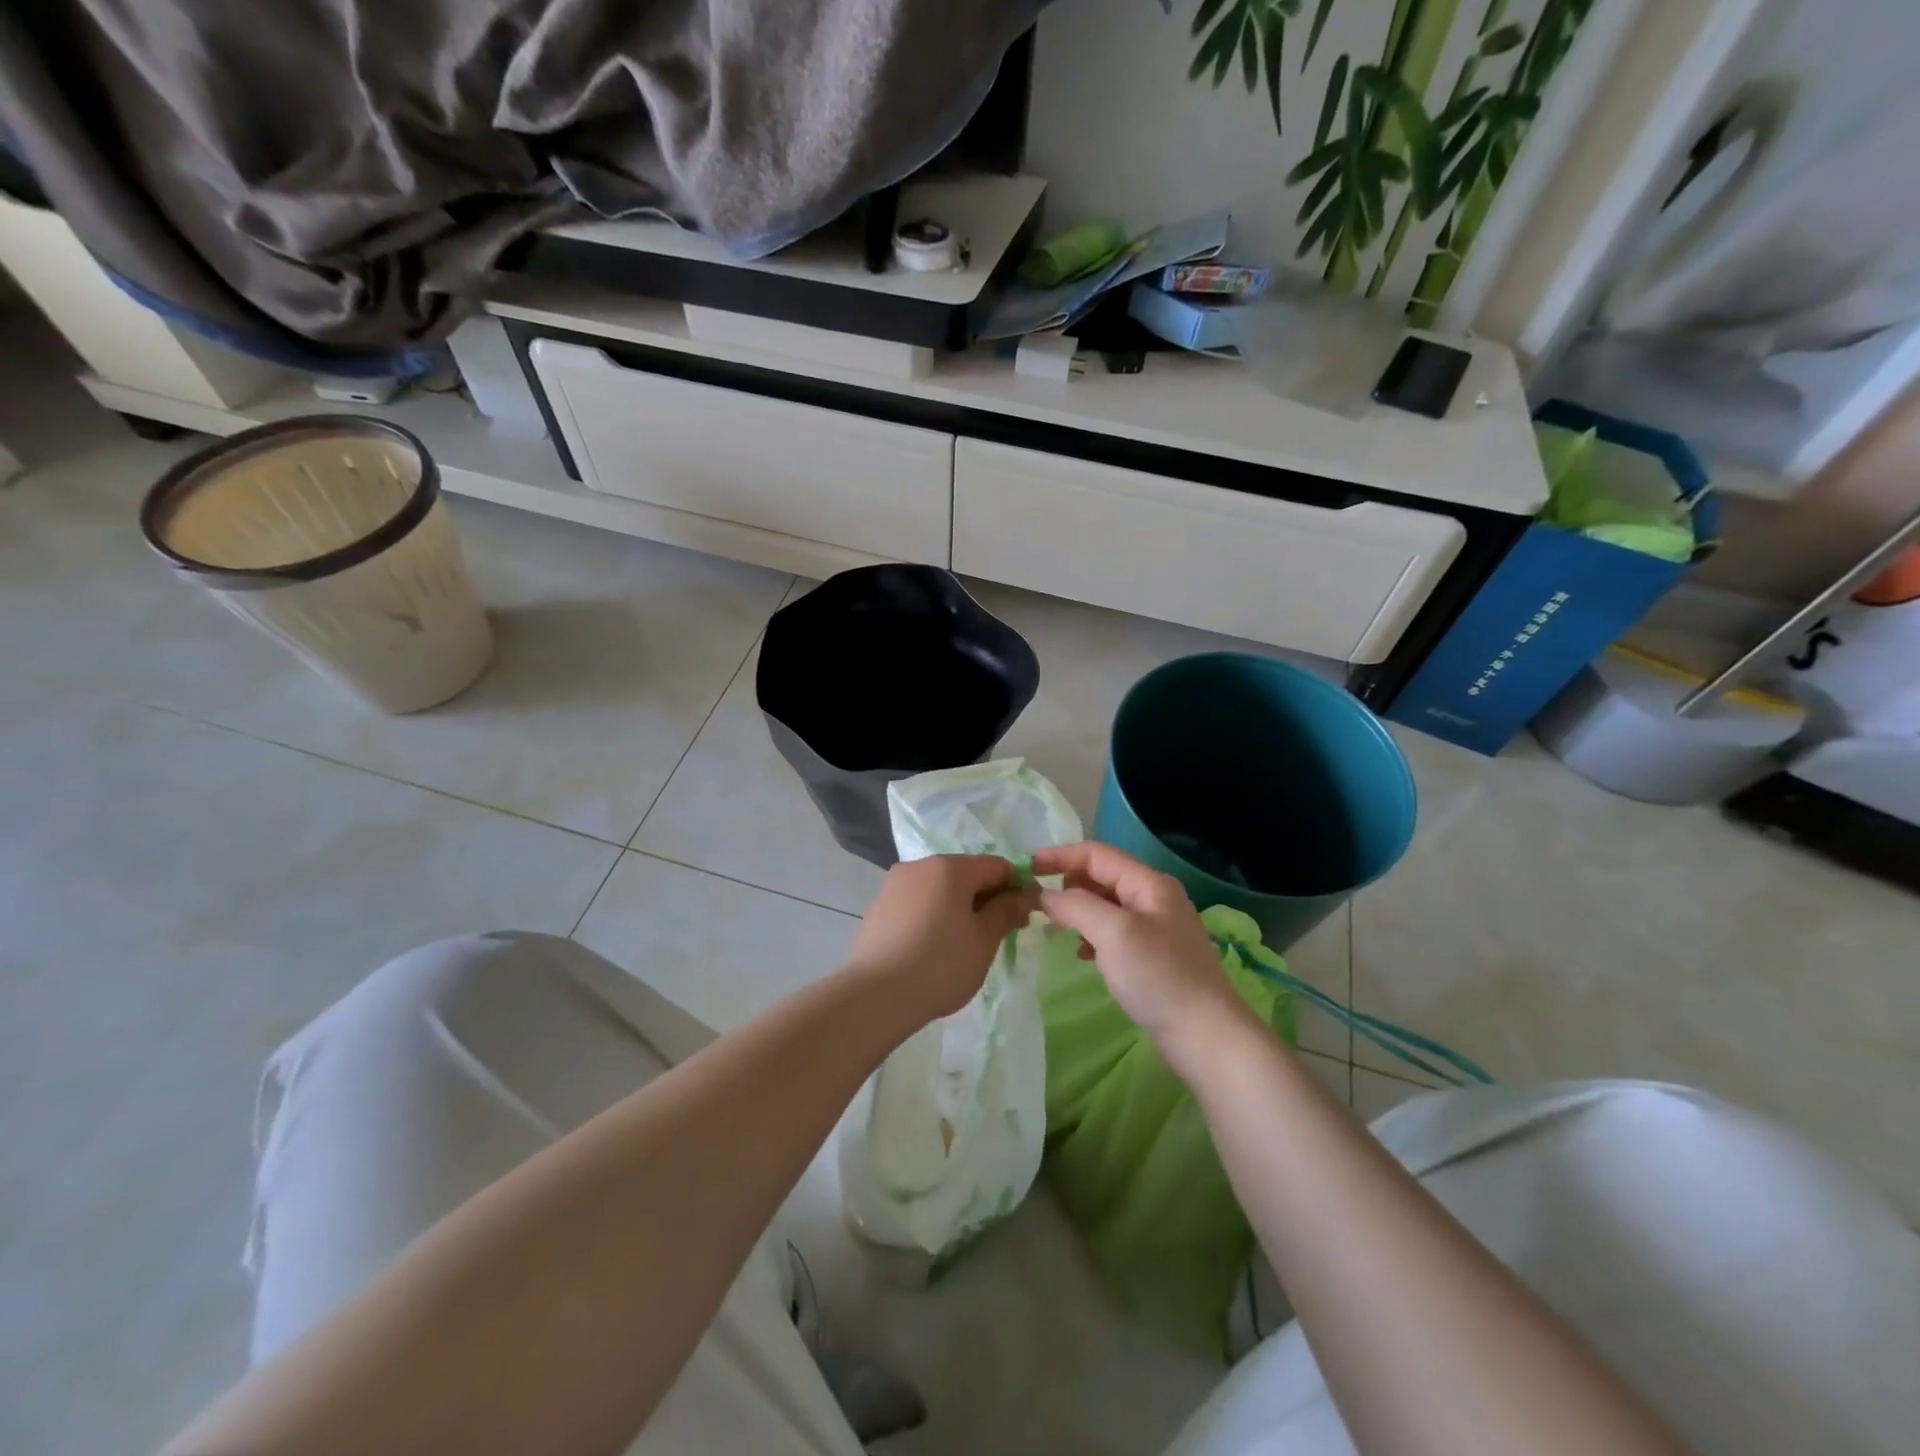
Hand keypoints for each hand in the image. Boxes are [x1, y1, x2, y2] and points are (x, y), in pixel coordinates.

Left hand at [843, 855, 1039, 1024]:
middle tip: (1003, 933)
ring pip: (941, 889)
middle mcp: (919, 866)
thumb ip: (1006, 911)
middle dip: (988, 898)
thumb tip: (1023, 894)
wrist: (874, 996)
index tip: (1027, 915)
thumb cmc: (939, 964)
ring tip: (969, 944)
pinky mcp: (879, 907)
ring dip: (961, 907)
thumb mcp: (983, 940)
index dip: (1017, 886)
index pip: (996, 865)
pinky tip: (937, 947)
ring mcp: (894, 885)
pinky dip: (936, 916)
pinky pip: (919, 903)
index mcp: (949, 867)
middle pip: (966, 874)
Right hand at [1030, 842, 1253, 1077]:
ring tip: (1055, 928)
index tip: (1025, 867)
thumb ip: (1075, 906)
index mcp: (1148, 883)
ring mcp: (1156, 927)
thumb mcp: (1113, 933)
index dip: (1059, 856)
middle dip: (1067, 883)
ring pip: (1105, 905)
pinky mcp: (1153, 955)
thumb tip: (1044, 894)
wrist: (1206, 1036)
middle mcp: (1154, 897)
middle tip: (1037, 902)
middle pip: (1101, 876)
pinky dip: (1092, 934)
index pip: (1096, 854)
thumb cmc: (1158, 976)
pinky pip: (1113, 931)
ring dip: (1078, 910)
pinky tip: (1083, 954)